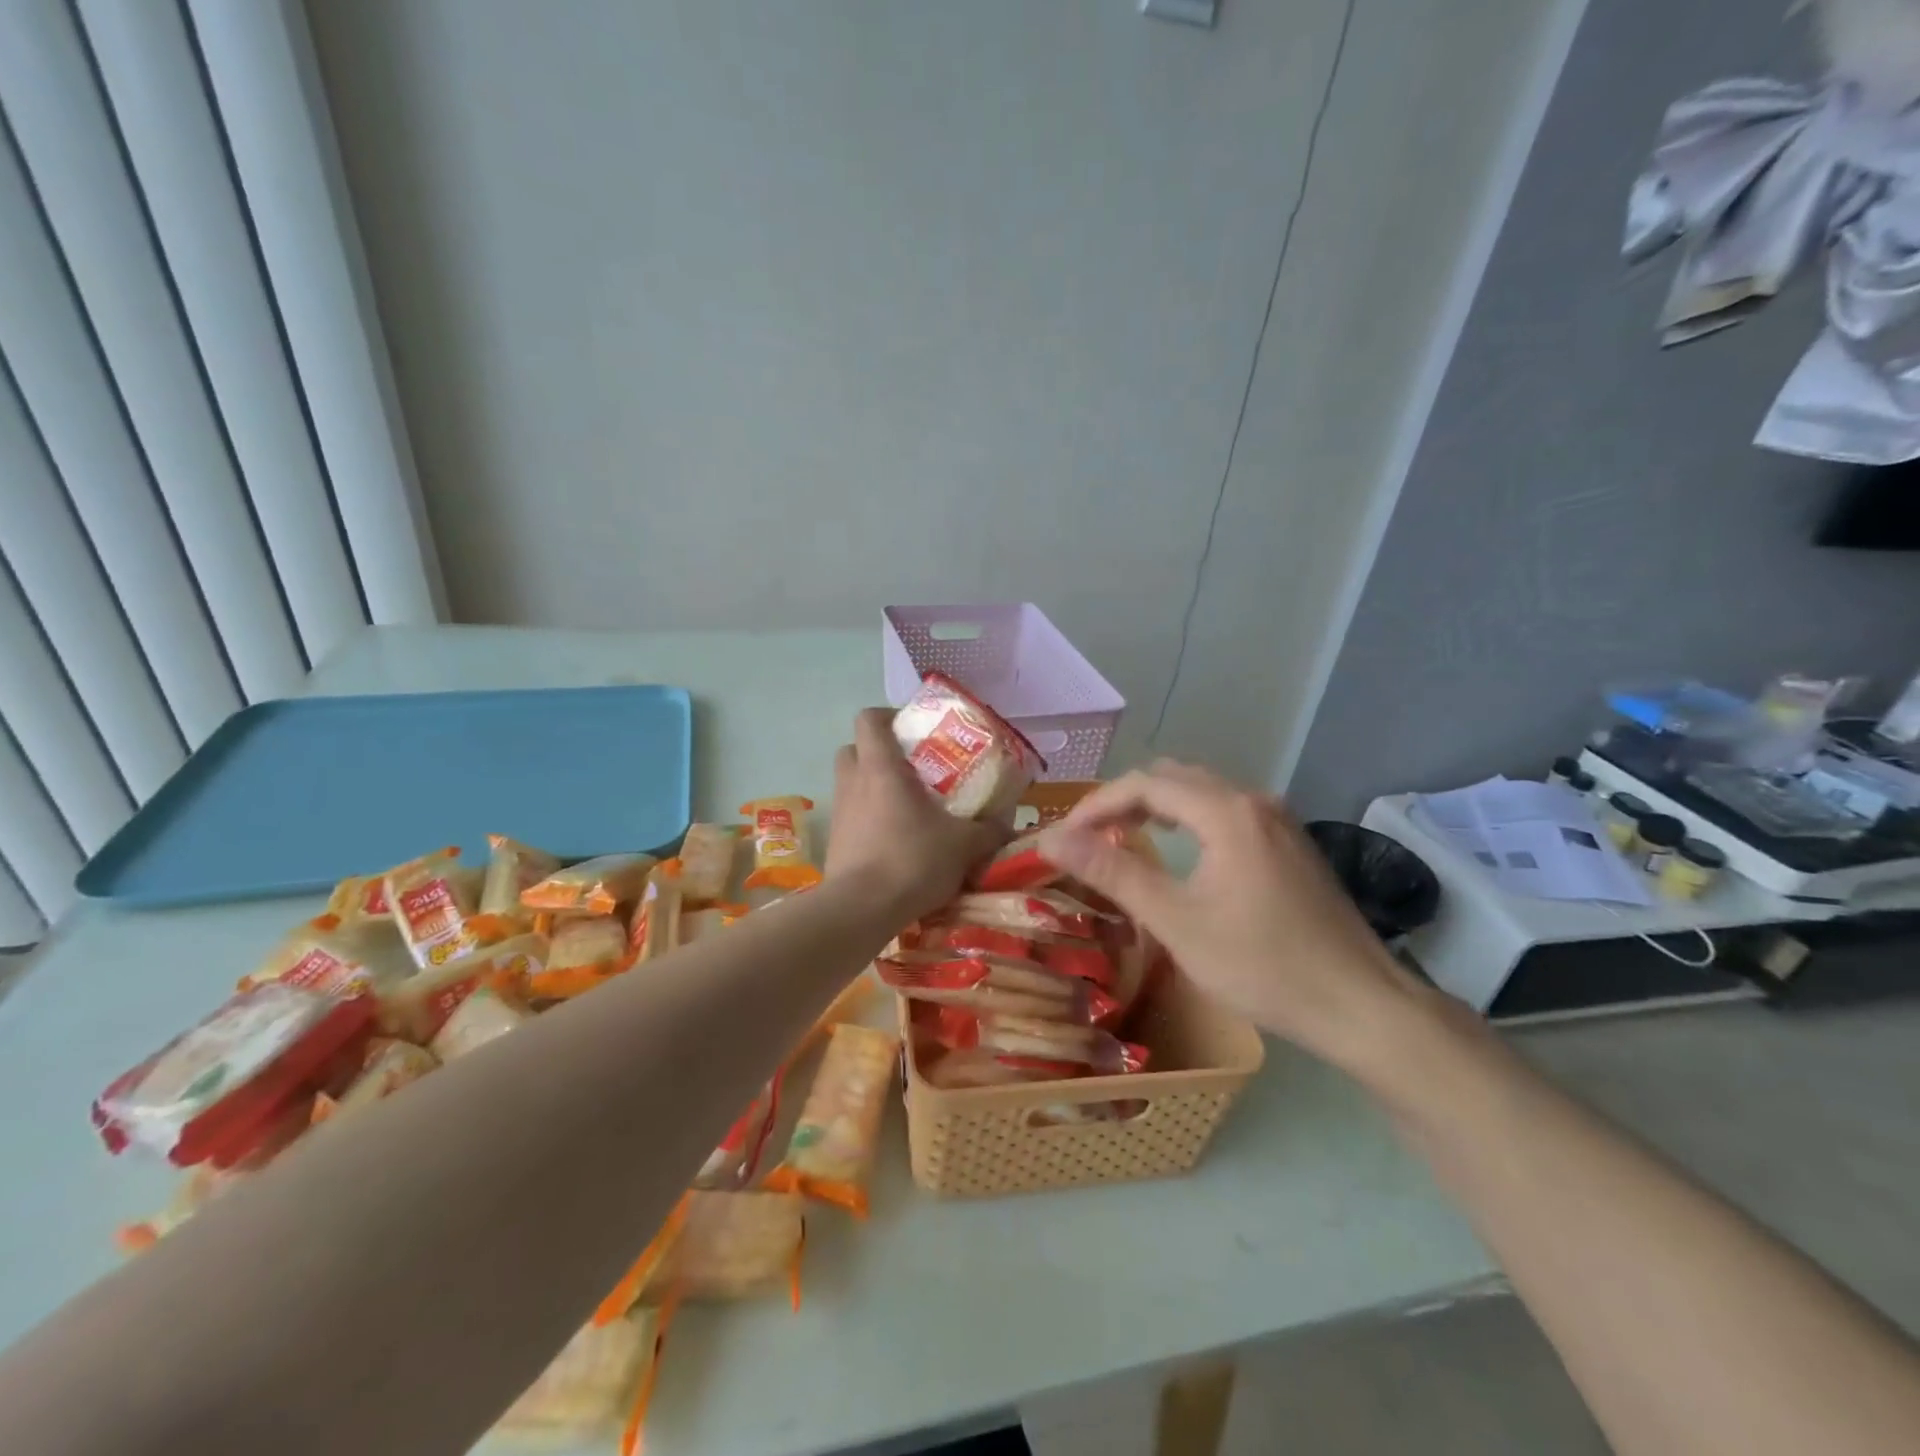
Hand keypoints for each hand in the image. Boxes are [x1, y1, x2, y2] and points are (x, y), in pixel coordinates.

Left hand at [824, 708, 1005, 924]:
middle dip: (877, 752)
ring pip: (850, 783)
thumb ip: (989, 830)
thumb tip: (1008, 824)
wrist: (862, 910)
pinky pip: (850, 817)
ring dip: (872, 787)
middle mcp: (852, 782)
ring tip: (905, 806)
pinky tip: (893, 840)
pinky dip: (867, 819)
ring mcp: (839, 813)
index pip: (869, 719)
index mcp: (880, 767)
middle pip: (853, 748)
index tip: (912, 730)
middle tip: (910, 768)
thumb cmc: (912, 860)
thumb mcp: (964, 845)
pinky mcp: (834, 842)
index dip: (887, 716)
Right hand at [1038, 761, 1415, 1064]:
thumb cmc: (1262, 965)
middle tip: (1089, 838)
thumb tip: (1052, 839)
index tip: (1064, 836)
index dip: (1096, 804)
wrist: (1361, 1005)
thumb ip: (1113, 872)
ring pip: (1201, 792)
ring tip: (1122, 840)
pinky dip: (1188, 819)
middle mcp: (1253, 800)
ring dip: (1156, 807)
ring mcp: (1278, 820)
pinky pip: (1225, 811)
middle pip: (1173, 778)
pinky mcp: (1290, 842)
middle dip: (1124, 800)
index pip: (1144, 783)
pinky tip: (1179, 852)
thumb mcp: (1176, 921)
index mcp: (1226, 812)